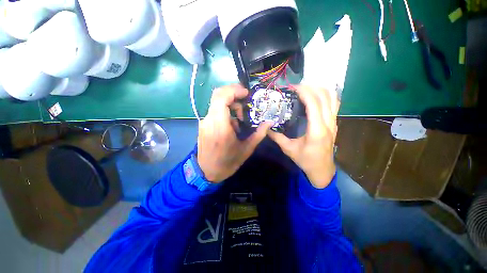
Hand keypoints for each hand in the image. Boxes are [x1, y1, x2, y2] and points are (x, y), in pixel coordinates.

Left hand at [197, 84, 271, 182]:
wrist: (206, 172)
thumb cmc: (227, 163)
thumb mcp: (246, 150)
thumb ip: (259, 134)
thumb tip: (270, 122)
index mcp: (220, 127)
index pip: (222, 98)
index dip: (234, 91)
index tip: (246, 93)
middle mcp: (209, 121)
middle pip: (218, 95)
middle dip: (233, 94)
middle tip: (245, 102)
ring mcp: (204, 122)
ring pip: (217, 103)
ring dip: (231, 105)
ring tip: (240, 119)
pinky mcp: (203, 125)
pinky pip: (215, 111)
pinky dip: (225, 112)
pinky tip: (232, 125)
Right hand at [268, 85, 339, 188]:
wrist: (322, 170)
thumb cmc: (306, 160)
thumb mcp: (289, 149)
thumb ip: (277, 137)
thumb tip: (266, 128)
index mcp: (317, 130)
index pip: (314, 103)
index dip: (304, 92)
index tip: (292, 87)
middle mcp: (329, 123)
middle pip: (325, 97)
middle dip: (311, 87)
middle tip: (296, 87)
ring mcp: (334, 122)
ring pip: (332, 98)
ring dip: (320, 89)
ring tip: (306, 88)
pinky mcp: (334, 123)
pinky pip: (333, 104)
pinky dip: (325, 96)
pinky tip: (315, 95)